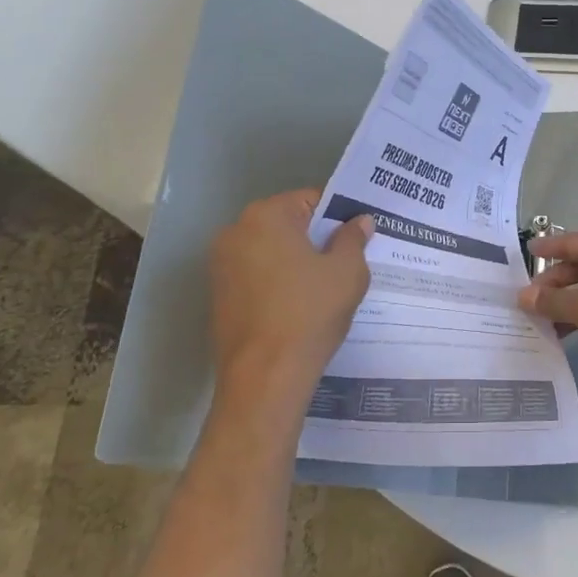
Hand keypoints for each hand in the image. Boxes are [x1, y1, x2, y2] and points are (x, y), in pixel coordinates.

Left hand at [208, 190, 372, 402]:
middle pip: (287, 225)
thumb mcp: (347, 272)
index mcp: (265, 216)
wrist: (265, 376)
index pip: (310, 200)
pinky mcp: (218, 296)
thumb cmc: (309, 313)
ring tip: (325, 288)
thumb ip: (353, 239)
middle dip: (316, 239)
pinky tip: (299, 307)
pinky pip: (256, 277)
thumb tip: (359, 221)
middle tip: (347, 262)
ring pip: (271, 252)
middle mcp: (235, 232)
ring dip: (296, 262)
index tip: (358, 237)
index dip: (338, 216)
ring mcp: (221, 266)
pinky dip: (277, 284)